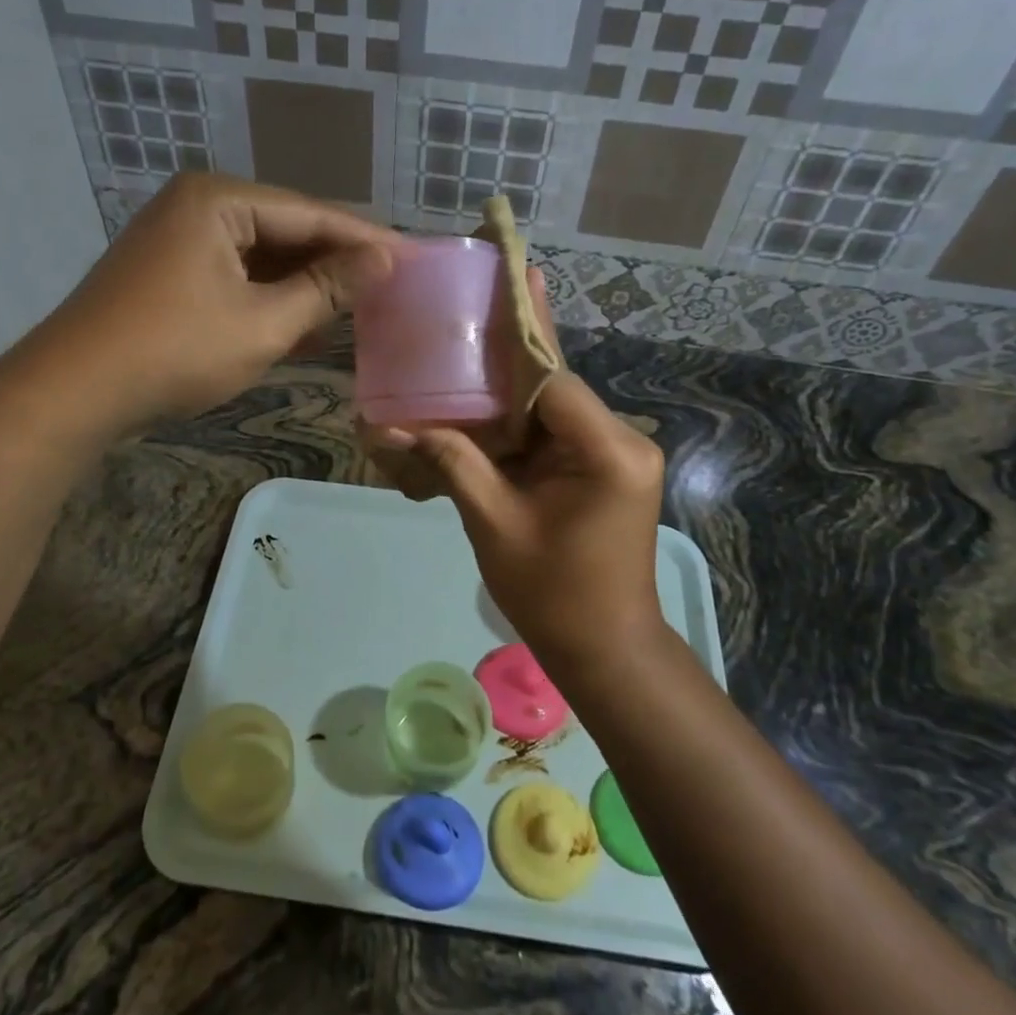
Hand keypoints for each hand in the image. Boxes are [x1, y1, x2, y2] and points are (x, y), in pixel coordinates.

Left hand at [43, 175, 396, 430]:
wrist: (74, 393)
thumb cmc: (176, 351)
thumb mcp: (264, 322)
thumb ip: (327, 289)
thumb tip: (384, 261)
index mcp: (219, 200)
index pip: (312, 213)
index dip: (365, 239)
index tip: (414, 258)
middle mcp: (198, 206)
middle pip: (287, 230)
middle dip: (336, 262)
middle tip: (391, 286)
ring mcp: (179, 239)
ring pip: (263, 257)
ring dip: (306, 285)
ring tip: (360, 307)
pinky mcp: (170, 273)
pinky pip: (236, 276)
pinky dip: (270, 299)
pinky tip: (307, 324)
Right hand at [386, 369, 666, 674]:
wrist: (603, 649)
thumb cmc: (551, 593)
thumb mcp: (493, 523)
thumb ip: (451, 462)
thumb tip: (389, 427)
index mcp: (610, 451)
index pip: (551, 382)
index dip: (499, 371)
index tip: (449, 366)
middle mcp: (626, 440)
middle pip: (552, 394)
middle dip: (496, 396)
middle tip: (440, 390)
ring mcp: (622, 455)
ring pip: (553, 414)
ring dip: (505, 419)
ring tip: (451, 414)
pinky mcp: (610, 469)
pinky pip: (559, 438)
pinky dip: (521, 440)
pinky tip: (480, 442)